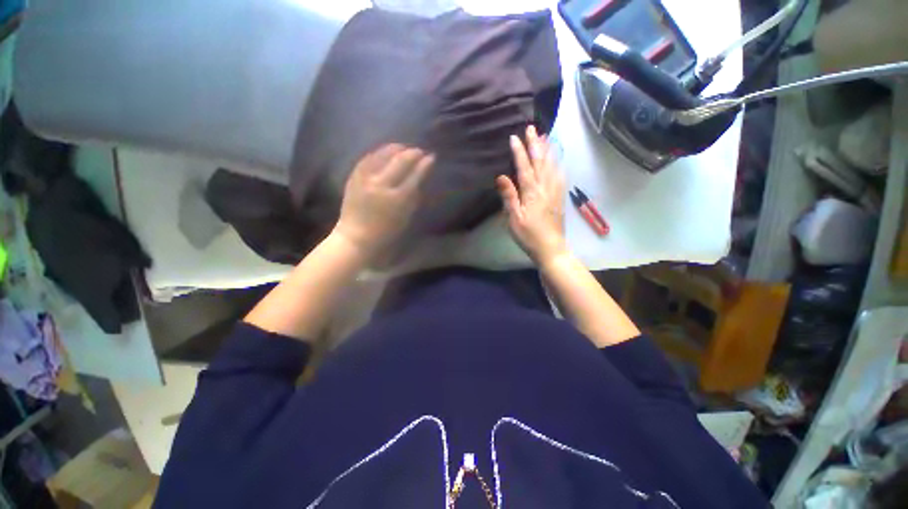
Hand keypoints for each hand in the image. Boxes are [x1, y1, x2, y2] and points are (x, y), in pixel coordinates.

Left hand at [334, 144, 433, 257]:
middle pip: (400, 162)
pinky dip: (379, 153)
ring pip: (383, 155)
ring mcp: (366, 179)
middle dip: (412, 153)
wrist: (356, 237)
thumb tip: (420, 178)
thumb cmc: (386, 232)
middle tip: (419, 151)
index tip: (431, 157)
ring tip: (403, 147)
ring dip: (395, 149)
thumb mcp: (405, 217)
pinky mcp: (354, 177)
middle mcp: (382, 185)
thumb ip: (413, 196)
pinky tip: (385, 151)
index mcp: (398, 198)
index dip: (424, 164)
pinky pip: (368, 158)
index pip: (415, 175)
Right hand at [497, 126, 567, 265]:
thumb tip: (501, 176)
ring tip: (545, 136)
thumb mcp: (514, 219)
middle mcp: (545, 188)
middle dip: (535, 144)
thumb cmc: (528, 235)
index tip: (514, 137)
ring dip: (547, 150)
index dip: (519, 152)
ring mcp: (554, 192)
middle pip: (540, 162)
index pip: (524, 168)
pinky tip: (557, 159)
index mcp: (532, 192)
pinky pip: (559, 175)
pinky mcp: (559, 198)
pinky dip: (557, 163)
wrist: (551, 248)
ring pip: (551, 166)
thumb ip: (509, 197)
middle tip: (532, 128)